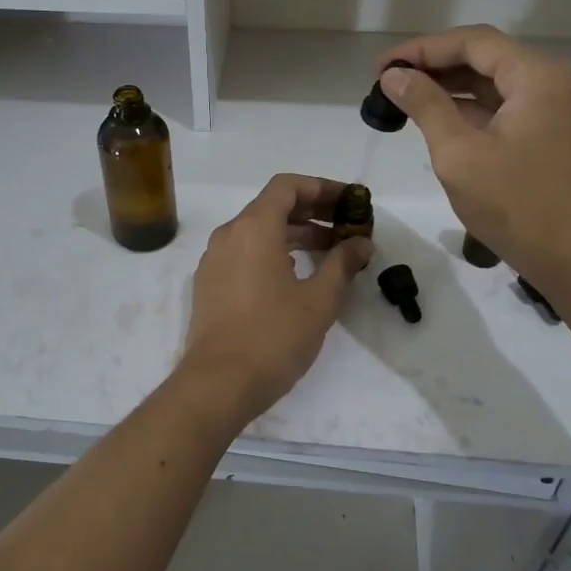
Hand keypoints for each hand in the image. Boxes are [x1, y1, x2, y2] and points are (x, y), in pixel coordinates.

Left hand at [181, 175, 373, 423]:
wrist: (218, 383)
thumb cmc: (273, 336)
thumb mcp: (319, 300)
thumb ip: (342, 263)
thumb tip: (361, 243)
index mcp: (253, 228)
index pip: (287, 186)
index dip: (321, 188)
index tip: (349, 201)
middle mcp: (229, 234)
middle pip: (272, 206)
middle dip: (312, 212)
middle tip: (347, 226)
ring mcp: (214, 259)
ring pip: (258, 231)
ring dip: (294, 233)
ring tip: (329, 251)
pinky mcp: (209, 283)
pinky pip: (244, 252)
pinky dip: (272, 251)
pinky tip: (296, 274)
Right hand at [378, 27, 570, 290]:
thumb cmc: (517, 205)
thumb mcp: (459, 153)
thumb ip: (425, 105)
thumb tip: (394, 75)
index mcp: (538, 75)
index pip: (472, 42)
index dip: (422, 49)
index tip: (381, 67)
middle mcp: (556, 80)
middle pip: (486, 58)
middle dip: (435, 66)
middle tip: (387, 82)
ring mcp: (561, 108)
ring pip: (496, 83)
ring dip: (452, 89)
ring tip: (404, 99)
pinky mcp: (558, 134)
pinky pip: (509, 107)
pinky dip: (473, 110)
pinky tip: (438, 120)